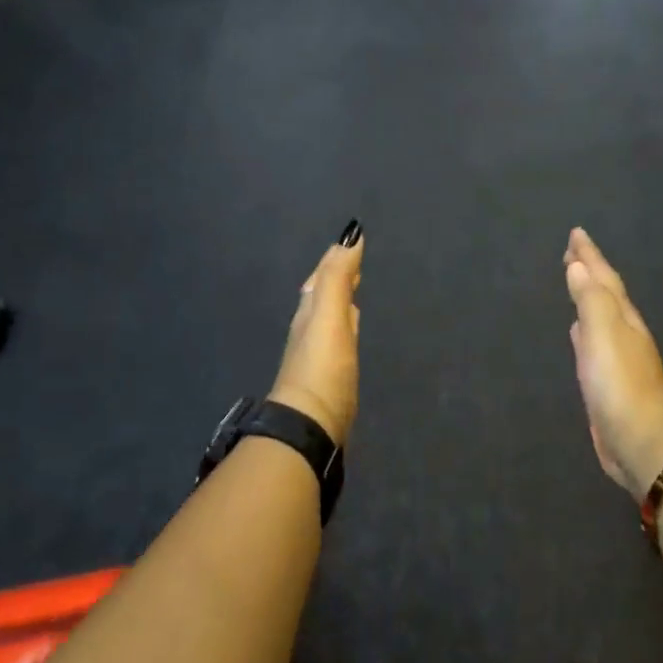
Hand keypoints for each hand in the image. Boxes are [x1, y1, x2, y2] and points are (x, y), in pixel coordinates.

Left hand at [269, 221, 364, 445]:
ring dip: (340, 299)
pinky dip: (345, 325)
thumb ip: (338, 278)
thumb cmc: (322, 367)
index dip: (335, 258)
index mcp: (309, 311)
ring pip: (329, 316)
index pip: (322, 277)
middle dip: (336, 276)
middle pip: (322, 294)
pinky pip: (338, 338)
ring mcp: (319, 353)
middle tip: (352, 260)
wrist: (310, 424)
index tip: (350, 239)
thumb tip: (349, 237)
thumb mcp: (330, 317)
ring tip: (352, 289)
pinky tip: (350, 331)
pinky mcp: (330, 375)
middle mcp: (309, 328)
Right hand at [564, 227, 662, 500]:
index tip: (576, 234)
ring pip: (600, 317)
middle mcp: (623, 333)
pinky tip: (578, 333)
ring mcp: (617, 358)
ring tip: (576, 283)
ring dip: (587, 299)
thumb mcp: (603, 333)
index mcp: (623, 318)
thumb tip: (579, 266)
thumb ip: (590, 299)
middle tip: (573, 253)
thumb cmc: (619, 383)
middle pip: (605, 294)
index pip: (604, 278)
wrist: (640, 440)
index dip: (590, 256)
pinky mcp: (607, 382)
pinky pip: (592, 344)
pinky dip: (584, 331)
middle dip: (590, 272)